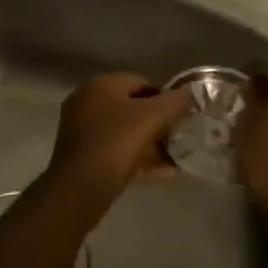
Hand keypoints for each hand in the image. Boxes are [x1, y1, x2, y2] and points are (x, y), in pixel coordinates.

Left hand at [47, 73, 193, 208]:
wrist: (80, 185)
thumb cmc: (117, 142)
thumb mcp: (153, 117)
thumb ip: (175, 102)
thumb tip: (188, 94)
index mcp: (101, 84)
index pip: (141, 81)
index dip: (165, 98)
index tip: (180, 118)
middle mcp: (87, 99)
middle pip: (131, 106)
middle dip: (156, 123)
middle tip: (175, 140)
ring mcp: (79, 126)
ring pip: (122, 130)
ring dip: (147, 143)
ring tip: (170, 160)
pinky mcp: (79, 151)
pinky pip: (112, 148)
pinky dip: (133, 156)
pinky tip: (155, 173)